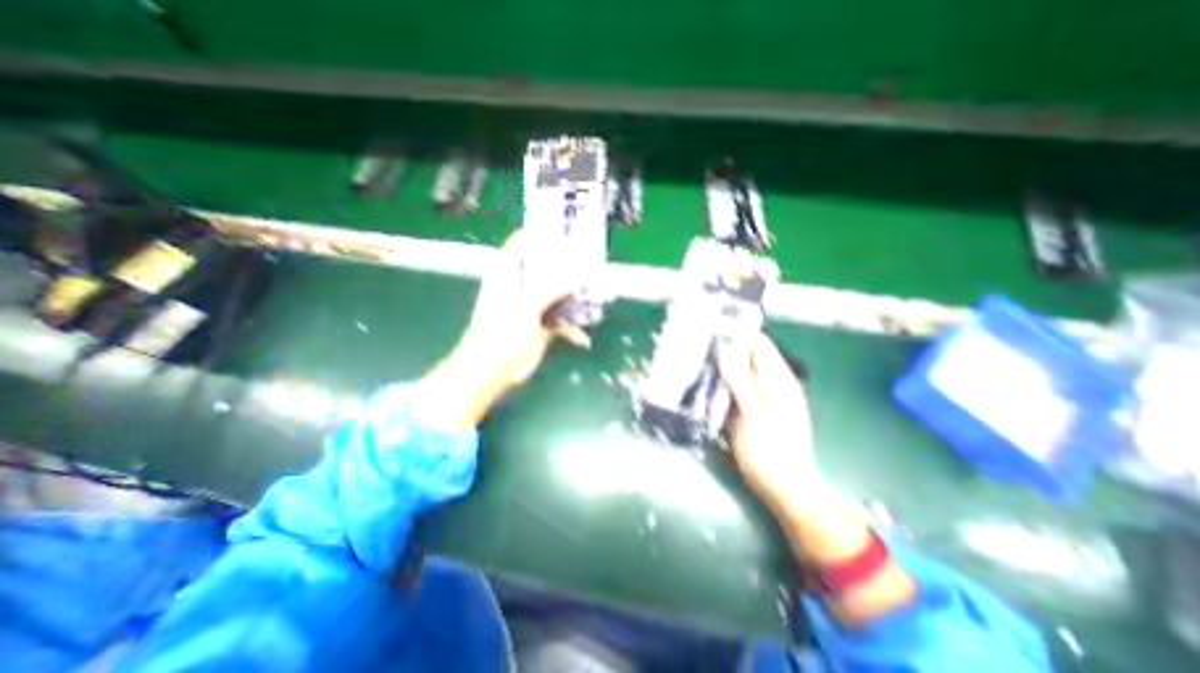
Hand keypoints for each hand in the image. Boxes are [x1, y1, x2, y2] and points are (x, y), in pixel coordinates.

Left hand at [418, 230, 588, 427]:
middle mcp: (521, 283)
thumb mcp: (526, 304)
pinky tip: (582, 339)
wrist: (492, 370)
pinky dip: (572, 328)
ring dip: (576, 296)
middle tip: (593, 260)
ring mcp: (533, 304)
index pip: (525, 241)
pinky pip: (562, 319)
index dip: (544, 233)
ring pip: (559, 291)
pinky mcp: (542, 323)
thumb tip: (581, 273)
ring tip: (598, 295)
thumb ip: (553, 287)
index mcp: (508, 271)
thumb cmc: (500, 332)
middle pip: (548, 266)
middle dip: (570, 265)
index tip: (570, 229)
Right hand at [720, 332, 921, 624]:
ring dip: (719, 368)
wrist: (785, 490)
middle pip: (746, 357)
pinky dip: (719, 385)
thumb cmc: (772, 452)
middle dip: (723, 349)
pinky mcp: (752, 412)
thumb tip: (725, 350)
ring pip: (738, 373)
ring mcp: (762, 398)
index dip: (736, 332)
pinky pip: (734, 390)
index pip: (759, 343)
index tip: (709, 326)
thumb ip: (740, 381)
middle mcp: (772, 384)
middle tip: (695, 345)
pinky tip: (703, 387)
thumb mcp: (754, 414)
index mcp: (778, 380)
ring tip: (694, 362)